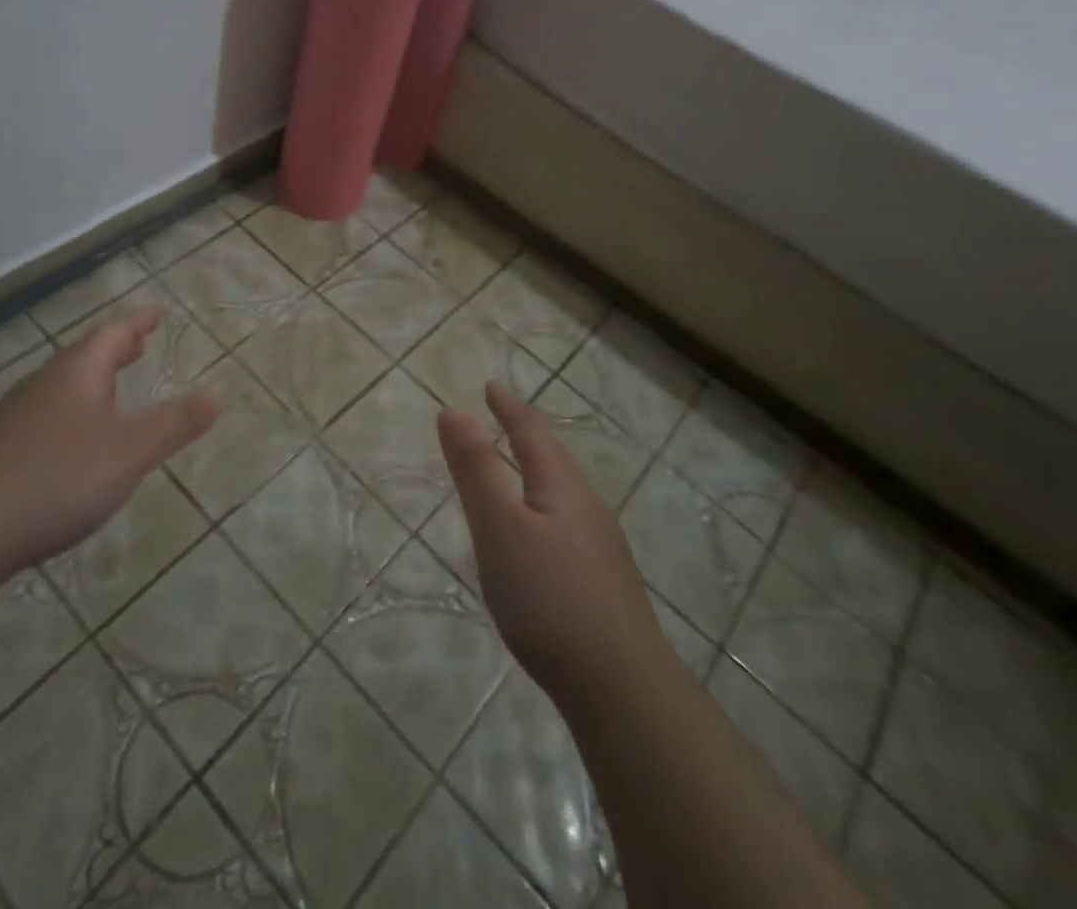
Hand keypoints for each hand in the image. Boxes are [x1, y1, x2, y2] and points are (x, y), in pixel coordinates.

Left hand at [0, 308, 218, 580]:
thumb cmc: (57, 478)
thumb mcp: (130, 451)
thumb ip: (175, 423)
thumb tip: (217, 396)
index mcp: (78, 373)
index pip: (114, 333)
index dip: (139, 322)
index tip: (158, 314)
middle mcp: (44, 384)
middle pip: (85, 355)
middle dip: (116, 349)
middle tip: (139, 345)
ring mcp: (15, 416)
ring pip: (63, 385)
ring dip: (92, 380)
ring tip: (112, 388)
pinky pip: (45, 414)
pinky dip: (71, 410)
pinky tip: (71, 441)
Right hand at [437, 383, 668, 700]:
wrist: (622, 690)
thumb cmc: (549, 597)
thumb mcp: (499, 527)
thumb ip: (475, 469)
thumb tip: (454, 410)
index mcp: (561, 486)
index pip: (531, 432)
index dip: (508, 406)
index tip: (491, 385)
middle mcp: (586, 508)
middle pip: (552, 459)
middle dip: (524, 435)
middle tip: (502, 419)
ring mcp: (600, 548)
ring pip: (560, 494)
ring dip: (533, 473)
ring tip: (512, 472)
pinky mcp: (602, 584)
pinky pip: (564, 525)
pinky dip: (540, 510)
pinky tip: (534, 540)